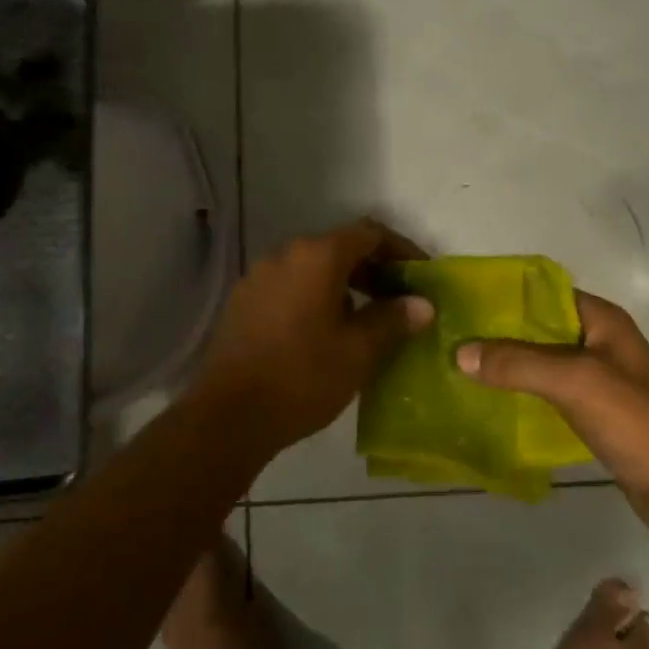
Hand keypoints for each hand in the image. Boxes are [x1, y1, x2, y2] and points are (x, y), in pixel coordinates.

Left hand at [193, 219, 433, 452]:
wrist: (226, 415)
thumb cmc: (302, 377)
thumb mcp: (358, 352)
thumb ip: (392, 320)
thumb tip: (422, 303)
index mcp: (317, 255)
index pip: (370, 233)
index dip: (401, 249)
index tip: (421, 275)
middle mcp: (286, 253)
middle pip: (340, 247)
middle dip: (374, 269)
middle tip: (398, 300)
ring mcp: (260, 274)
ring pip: (313, 266)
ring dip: (344, 283)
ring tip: (365, 319)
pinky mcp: (244, 299)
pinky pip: (290, 284)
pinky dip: (315, 295)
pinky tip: (324, 331)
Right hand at [456, 291, 648, 529]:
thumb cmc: (637, 421)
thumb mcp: (575, 381)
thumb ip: (518, 363)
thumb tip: (459, 352)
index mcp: (602, 319)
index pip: (544, 291)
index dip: (505, 294)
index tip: (463, 301)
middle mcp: (599, 341)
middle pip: (539, 325)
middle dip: (499, 330)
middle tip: (452, 335)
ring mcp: (598, 378)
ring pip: (541, 360)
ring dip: (508, 362)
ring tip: (461, 365)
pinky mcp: (595, 412)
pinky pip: (549, 391)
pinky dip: (522, 391)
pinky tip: (490, 399)